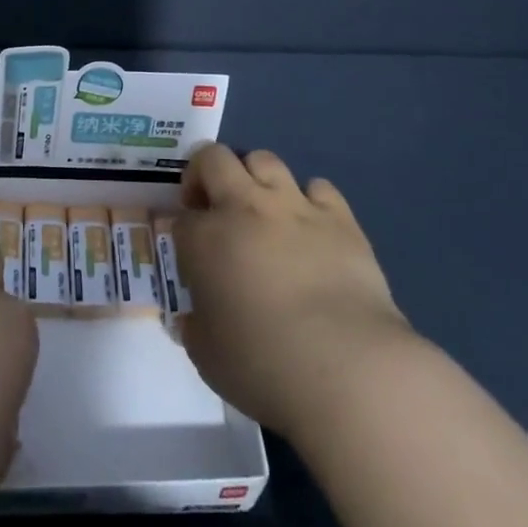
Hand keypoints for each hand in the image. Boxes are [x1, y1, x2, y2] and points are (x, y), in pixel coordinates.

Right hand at [175, 145, 412, 440]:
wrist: (346, 368)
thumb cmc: (263, 365)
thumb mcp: (206, 354)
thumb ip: (195, 325)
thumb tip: (196, 318)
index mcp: (204, 239)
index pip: (181, 217)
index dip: (183, 233)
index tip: (191, 256)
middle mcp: (244, 208)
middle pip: (213, 159)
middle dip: (204, 174)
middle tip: (211, 206)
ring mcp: (294, 206)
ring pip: (264, 159)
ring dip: (254, 177)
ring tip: (260, 209)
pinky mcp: (339, 218)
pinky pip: (318, 187)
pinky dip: (308, 199)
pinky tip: (310, 227)